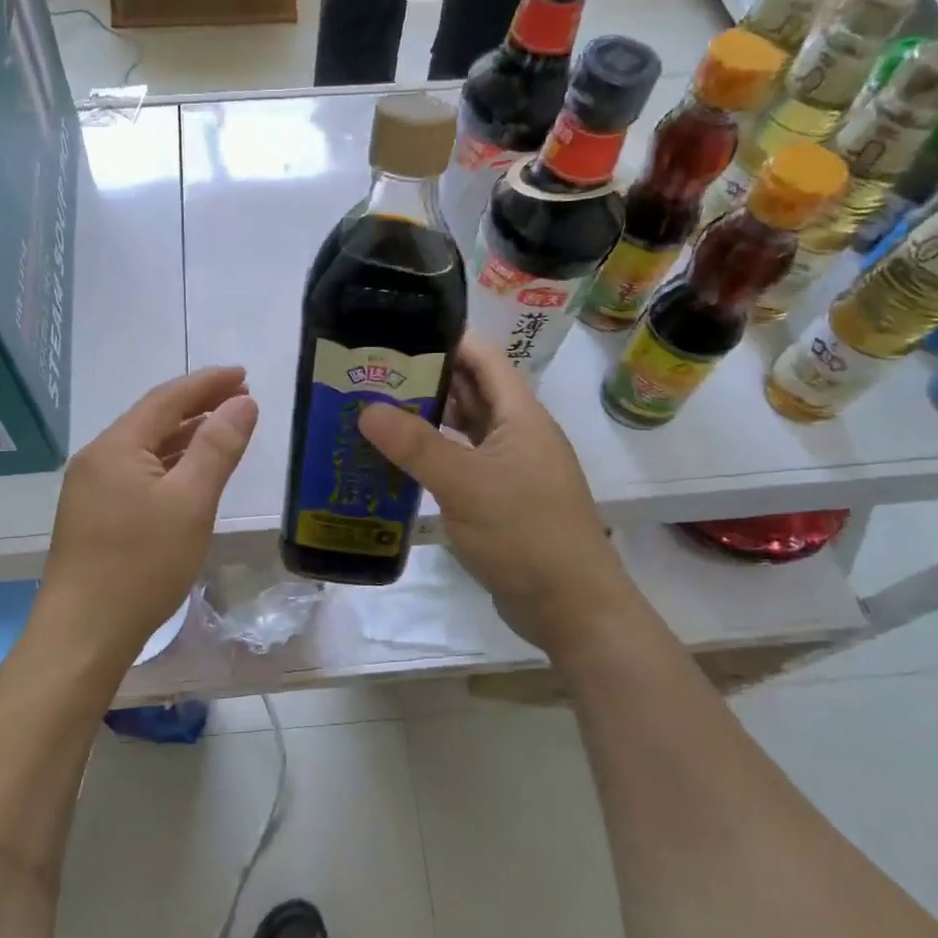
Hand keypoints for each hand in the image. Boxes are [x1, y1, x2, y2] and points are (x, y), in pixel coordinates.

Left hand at [32, 367, 257, 667]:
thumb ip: (218, 447)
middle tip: (241, 399)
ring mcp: (90, 489)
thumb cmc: (141, 564)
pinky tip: (188, 475)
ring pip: (144, 448)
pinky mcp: (92, 516)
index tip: (244, 374)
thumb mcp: (191, 502)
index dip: (208, 382)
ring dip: (184, 435)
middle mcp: (97, 458)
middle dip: (198, 405)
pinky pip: (136, 473)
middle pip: (153, 418)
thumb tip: (243, 403)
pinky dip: (168, 465)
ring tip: (223, 429)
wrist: (83, 634)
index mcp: (117, 446)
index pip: (168, 398)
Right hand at [358, 336, 632, 659]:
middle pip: (469, 391)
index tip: (395, 331)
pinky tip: (398, 463)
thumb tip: (366, 409)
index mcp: (520, 415)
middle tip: (370, 373)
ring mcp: (510, 469)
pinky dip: (432, 458)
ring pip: (463, 430)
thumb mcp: (465, 484)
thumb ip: (415, 445)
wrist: (571, 607)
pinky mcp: (500, 500)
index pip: (482, 358)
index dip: (444, 338)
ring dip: (425, 420)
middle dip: (424, 379)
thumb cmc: (524, 534)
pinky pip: (461, 464)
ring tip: (373, 411)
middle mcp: (517, 434)